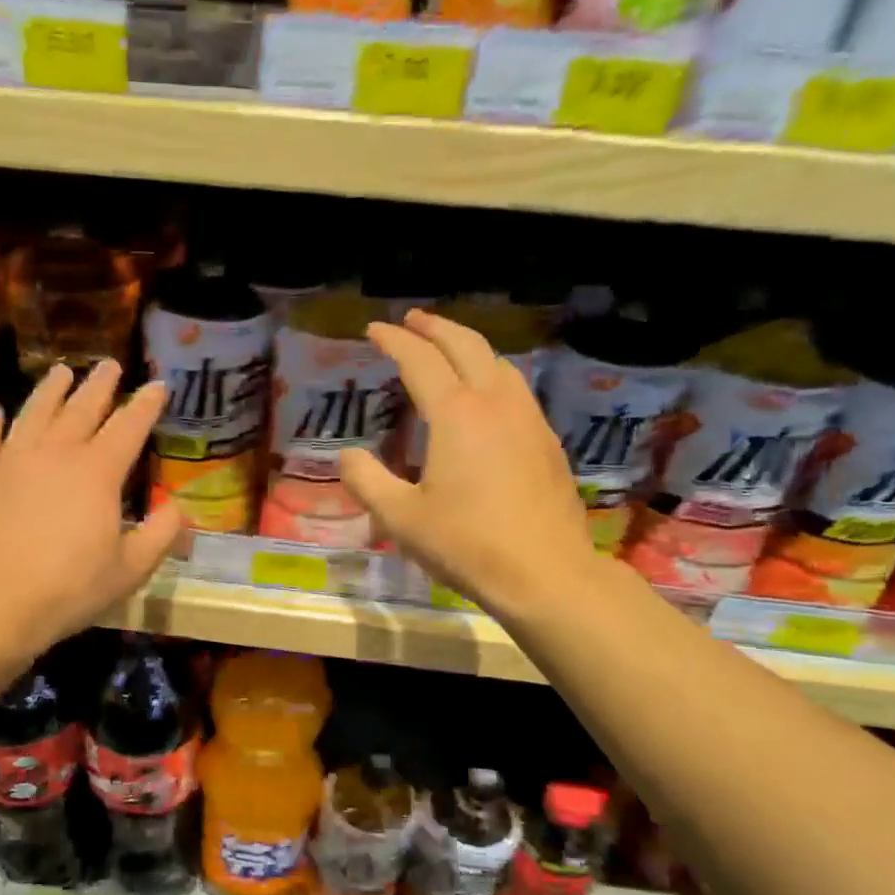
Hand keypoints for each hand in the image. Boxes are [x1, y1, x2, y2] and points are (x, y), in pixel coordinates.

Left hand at [0, 361, 182, 659]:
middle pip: (82, 408)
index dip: (146, 404)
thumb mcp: (130, 570)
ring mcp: (13, 461)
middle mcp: (56, 454)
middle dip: (100, 385)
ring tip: (62, 370)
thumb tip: (178, 508)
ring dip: (51, 389)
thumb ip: (160, 535)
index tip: (158, 385)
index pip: (129, 426)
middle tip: (110, 364)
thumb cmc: (68, 590)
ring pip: (35, 412)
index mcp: (98, 472)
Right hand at [339, 309, 594, 619]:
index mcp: (456, 415)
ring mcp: (528, 420)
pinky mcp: (546, 442)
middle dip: (436, 327)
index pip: (420, 360)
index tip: (375, 330)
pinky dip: (492, 374)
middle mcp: (495, 404)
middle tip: (412, 320)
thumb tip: (347, 456)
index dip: (395, 341)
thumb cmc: (466, 545)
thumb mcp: (401, 518)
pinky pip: (516, 390)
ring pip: (498, 363)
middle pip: (466, 346)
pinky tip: (486, 395)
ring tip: (448, 349)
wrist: (545, 573)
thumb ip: (367, 481)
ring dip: (468, 346)